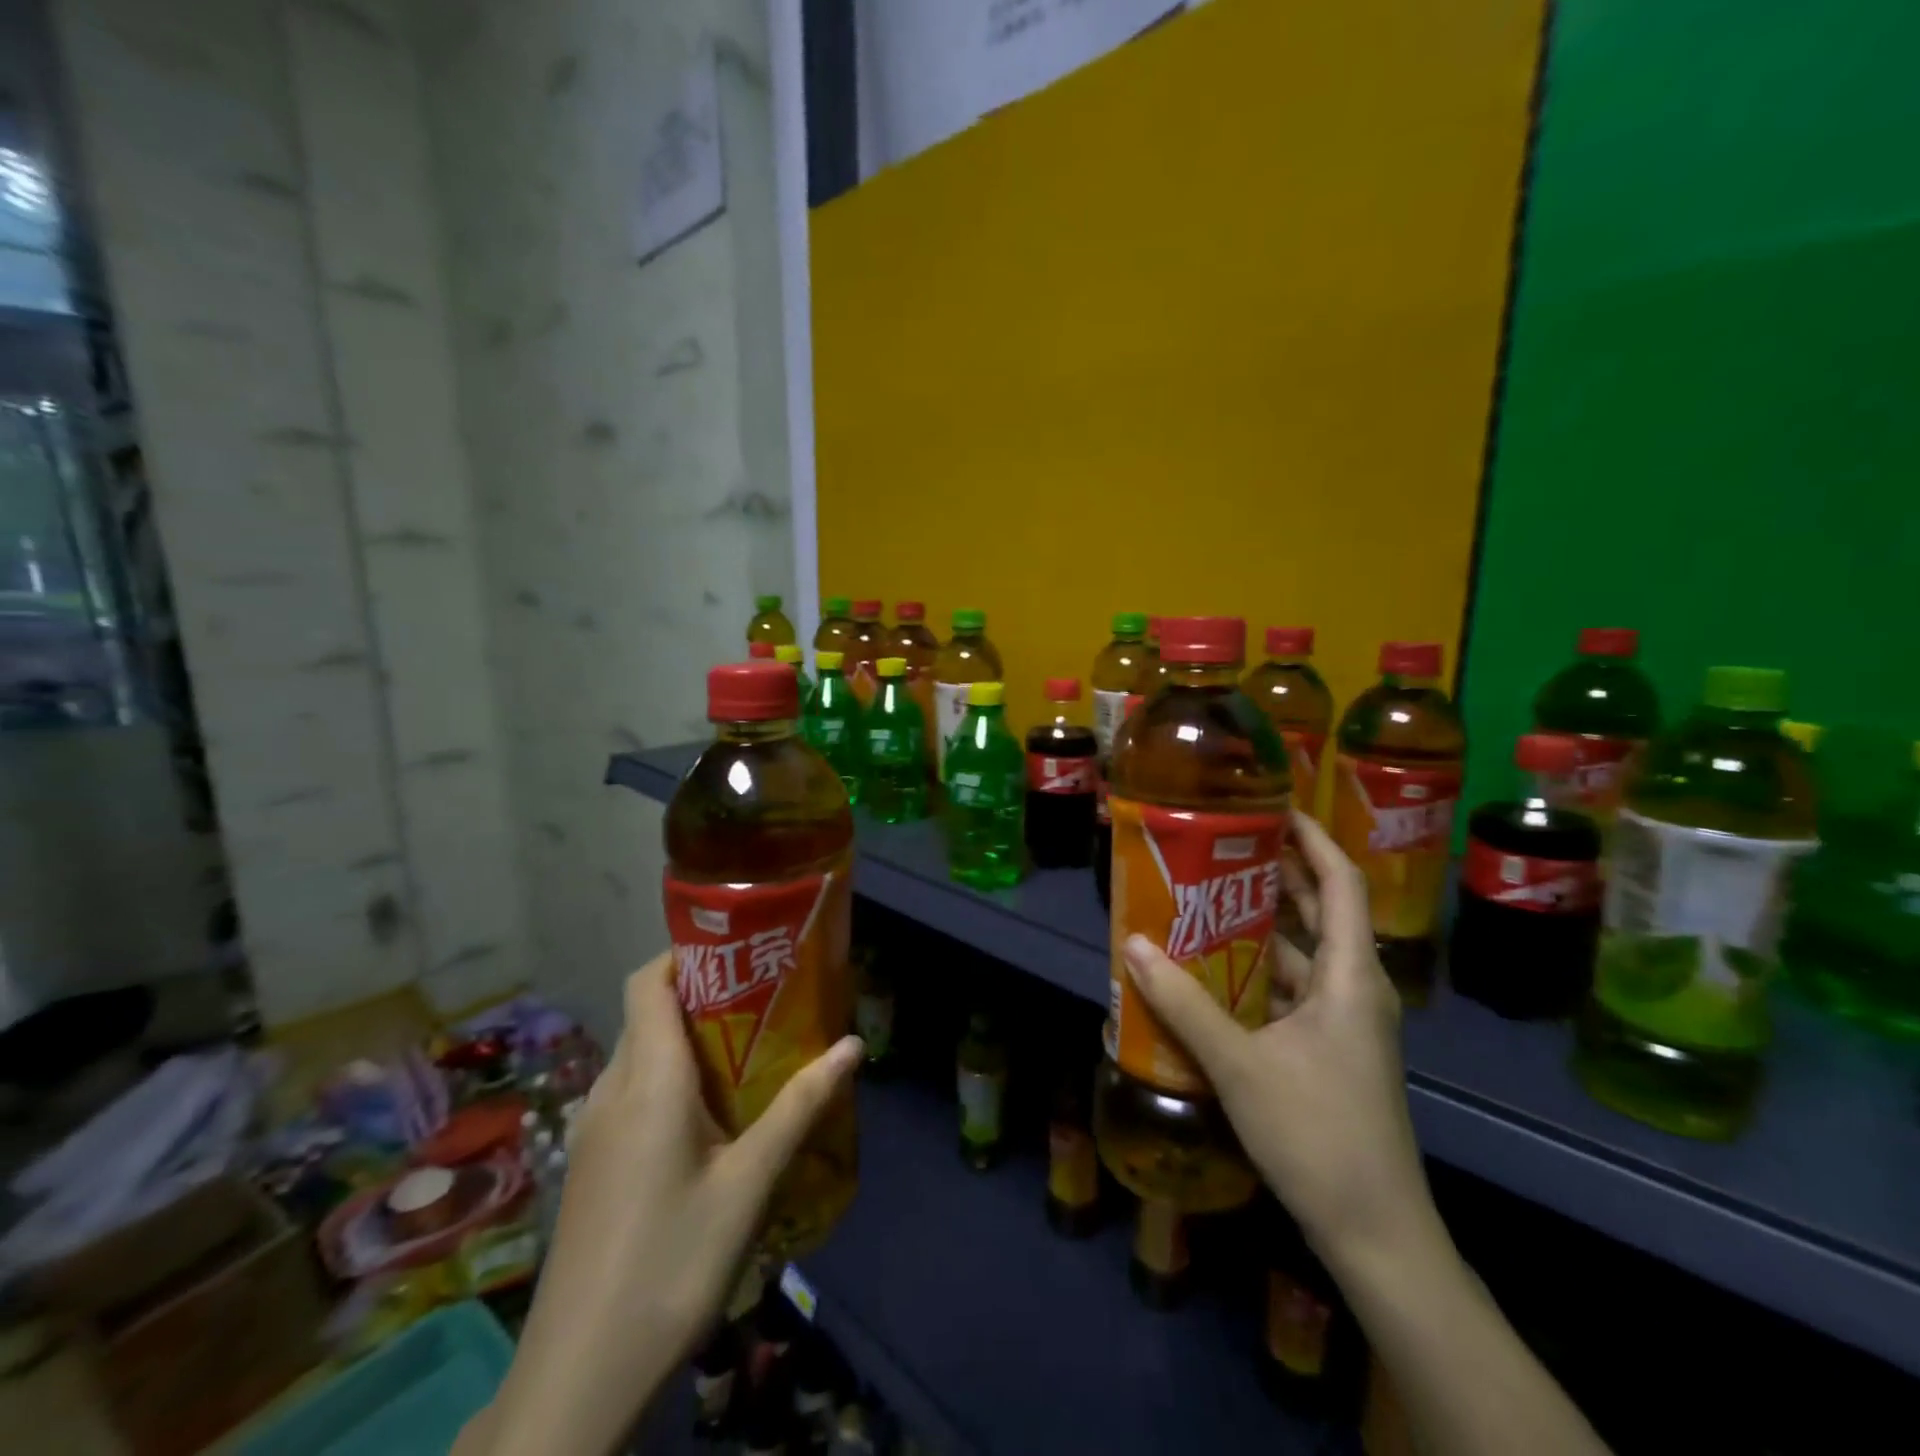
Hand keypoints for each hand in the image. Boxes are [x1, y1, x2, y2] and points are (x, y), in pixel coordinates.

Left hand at [477, 952, 861, 1455]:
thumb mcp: (749, 1183)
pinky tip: (708, 1117)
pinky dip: (667, 1078)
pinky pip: (630, 1092)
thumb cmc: (671, 1263)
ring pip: (638, 1054)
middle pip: (648, 1013)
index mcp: (647, 1079)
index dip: (685, 953)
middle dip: (701, 995)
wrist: (579, 1376)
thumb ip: (800, 1107)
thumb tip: (853, 1046)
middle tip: (762, 1000)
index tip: (738, 952)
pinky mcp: (590, 1162)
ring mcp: (592, 1129)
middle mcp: (611, 1089)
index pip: (649, 982)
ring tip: (747, 1051)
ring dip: (686, 1039)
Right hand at [1120, 810, 1432, 1271]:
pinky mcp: (1329, 1049)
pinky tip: (1211, 970)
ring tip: (1203, 898)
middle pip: (1319, 911)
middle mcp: (1356, 988)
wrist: (1374, 1232)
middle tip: (1218, 846)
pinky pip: (1291, 990)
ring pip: (1302, 954)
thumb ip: (1184, 1004)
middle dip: (1274, 875)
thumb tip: (1132, 944)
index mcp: (1352, 977)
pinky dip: (1256, 971)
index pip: (1341, 883)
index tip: (1271, 807)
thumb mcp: (1240, 1065)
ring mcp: (1344, 1022)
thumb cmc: (1318, 1134)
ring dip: (1258, 926)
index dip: (1312, 838)